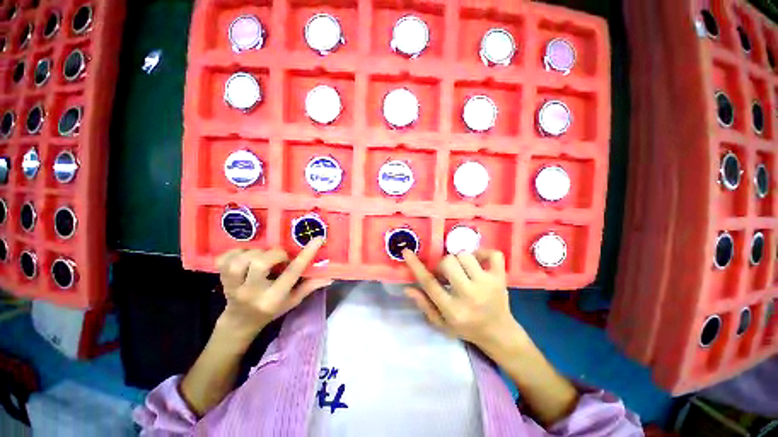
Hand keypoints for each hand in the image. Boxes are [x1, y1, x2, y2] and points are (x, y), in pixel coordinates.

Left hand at [214, 237, 331, 341]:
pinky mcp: (220, 279)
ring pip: (241, 259)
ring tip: (262, 257)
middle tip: (280, 258)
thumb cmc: (271, 310)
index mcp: (273, 298)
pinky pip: (225, 258)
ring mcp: (232, 286)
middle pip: (260, 263)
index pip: (292, 273)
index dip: (306, 254)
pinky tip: (245, 256)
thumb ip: (309, 287)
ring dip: (256, 253)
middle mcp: (251, 292)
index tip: (318, 239)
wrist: (240, 322)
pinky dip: (236, 252)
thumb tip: (329, 276)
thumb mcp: (293, 301)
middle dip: (275, 254)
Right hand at [403, 249, 527, 350]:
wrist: (499, 334)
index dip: (415, 265)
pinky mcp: (501, 278)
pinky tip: (478, 262)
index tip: (407, 252)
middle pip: (448, 262)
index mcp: (453, 309)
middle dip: (442, 265)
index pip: (429, 282)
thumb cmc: (467, 328)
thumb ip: (424, 305)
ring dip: (459, 260)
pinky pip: (493, 254)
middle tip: (446, 273)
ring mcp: (488, 284)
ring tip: (462, 270)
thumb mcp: (441, 324)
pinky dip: (484, 253)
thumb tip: (408, 288)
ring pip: (465, 255)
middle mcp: (470, 295)